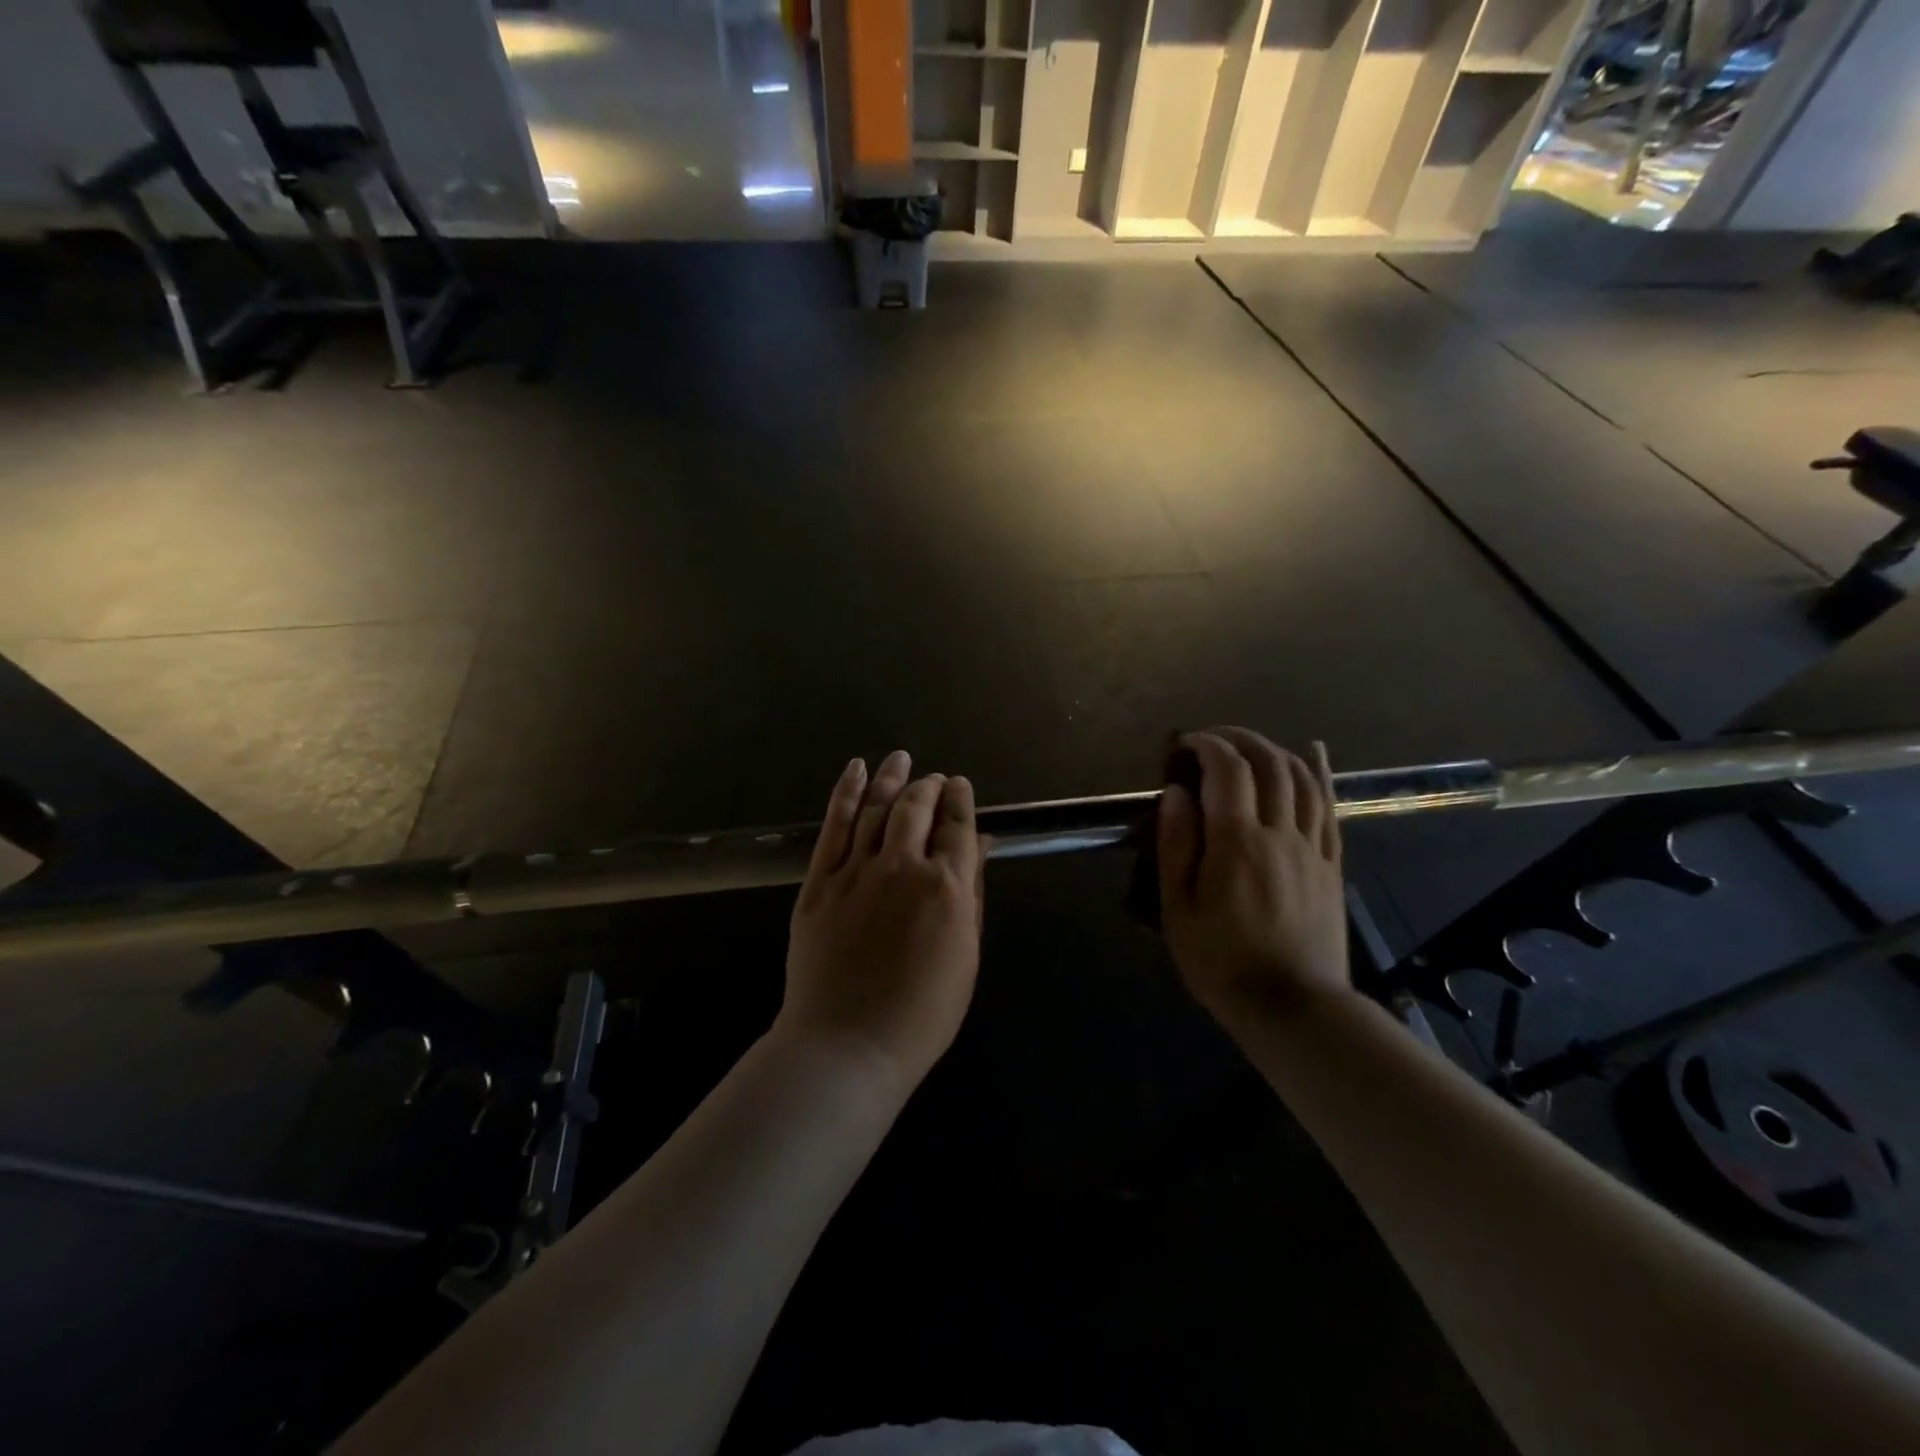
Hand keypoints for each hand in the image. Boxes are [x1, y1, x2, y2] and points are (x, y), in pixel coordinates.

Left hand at [778, 751, 986, 1088]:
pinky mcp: (820, 881)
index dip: (960, 799)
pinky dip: (846, 792)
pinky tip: (856, 769)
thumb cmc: (922, 1012)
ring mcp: (857, 870)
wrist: (848, 1044)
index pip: (957, 825)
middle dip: (928, 786)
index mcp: (946, 886)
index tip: (959, 785)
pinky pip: (834, 825)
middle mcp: (902, 866)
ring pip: (876, 808)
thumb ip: (971, 893)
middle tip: (933, 779)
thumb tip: (979, 845)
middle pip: (917, 808)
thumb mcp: (965, 954)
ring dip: (892, 779)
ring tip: (900, 758)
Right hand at [1157, 728, 1350, 1032]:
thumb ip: (1176, 845)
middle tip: (1211, 740)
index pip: (1227, 770)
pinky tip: (1314, 752)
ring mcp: (1311, 847)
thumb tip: (1177, 792)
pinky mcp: (1330, 864)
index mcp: (1236, 842)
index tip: (1184, 745)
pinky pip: (1329, 806)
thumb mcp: (1178, 909)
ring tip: (1249, 746)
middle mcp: (1279, 833)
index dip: (1206, 745)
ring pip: (1301, 778)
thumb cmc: (1221, 961)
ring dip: (1274, 750)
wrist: (1292, 1007)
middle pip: (1268, 764)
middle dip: (1238, 739)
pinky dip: (1320, 773)